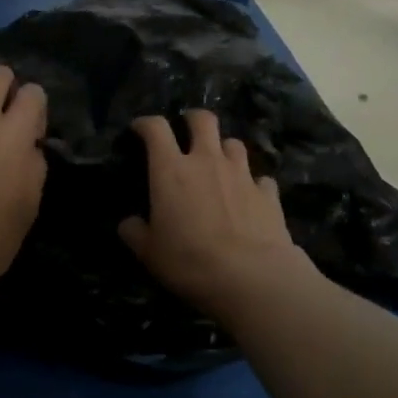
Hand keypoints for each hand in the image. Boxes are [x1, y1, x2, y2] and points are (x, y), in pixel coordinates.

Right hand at [118, 111, 317, 322]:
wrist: (252, 277)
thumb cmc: (190, 261)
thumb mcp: (149, 253)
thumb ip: (135, 232)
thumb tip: (129, 223)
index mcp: (171, 170)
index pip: (156, 129)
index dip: (146, 123)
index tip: (140, 129)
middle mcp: (207, 161)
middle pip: (203, 120)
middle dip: (192, 119)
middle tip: (186, 130)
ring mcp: (241, 174)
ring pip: (234, 143)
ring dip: (223, 148)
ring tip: (218, 163)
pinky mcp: (268, 193)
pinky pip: (259, 178)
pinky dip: (252, 183)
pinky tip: (248, 196)